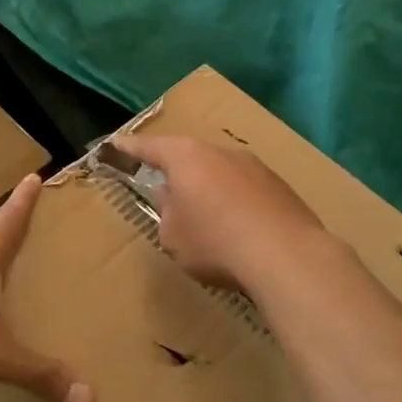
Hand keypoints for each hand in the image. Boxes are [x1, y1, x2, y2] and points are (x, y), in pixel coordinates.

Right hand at [112, 134, 333, 293]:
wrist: (286, 256)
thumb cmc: (214, 242)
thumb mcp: (173, 235)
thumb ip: (167, 212)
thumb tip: (174, 200)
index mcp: (186, 157)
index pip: (149, 147)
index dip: (129, 148)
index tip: (115, 144)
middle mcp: (221, 152)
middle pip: (190, 158)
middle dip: (177, 174)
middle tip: (165, 193)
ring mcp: (256, 167)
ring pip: (221, 175)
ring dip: (210, 191)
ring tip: (206, 220)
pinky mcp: (281, 188)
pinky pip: (246, 192)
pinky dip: (236, 206)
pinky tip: (239, 232)